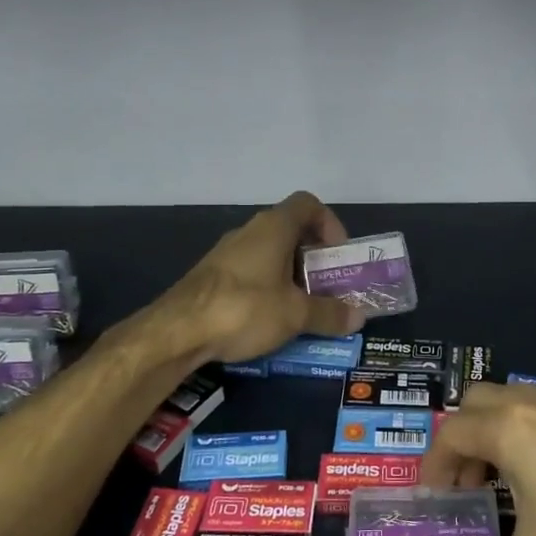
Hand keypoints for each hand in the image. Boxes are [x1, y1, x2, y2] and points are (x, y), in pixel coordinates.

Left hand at [160, 191, 363, 364]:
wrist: (176, 331)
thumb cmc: (245, 308)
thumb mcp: (295, 314)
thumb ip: (329, 314)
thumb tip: (358, 318)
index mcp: (274, 227)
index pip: (308, 204)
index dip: (329, 224)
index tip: (338, 255)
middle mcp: (250, 232)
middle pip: (291, 232)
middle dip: (314, 259)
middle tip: (328, 288)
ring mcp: (228, 254)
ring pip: (270, 255)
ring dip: (292, 276)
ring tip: (304, 308)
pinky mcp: (212, 277)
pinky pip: (251, 273)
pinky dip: (268, 289)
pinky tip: (271, 319)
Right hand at [421, 383, 535, 535]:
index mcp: (509, 429)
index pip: (451, 433)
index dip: (434, 464)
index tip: (435, 498)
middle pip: (479, 403)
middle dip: (464, 441)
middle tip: (470, 486)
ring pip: (518, 404)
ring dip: (500, 437)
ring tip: (511, 486)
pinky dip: (534, 437)